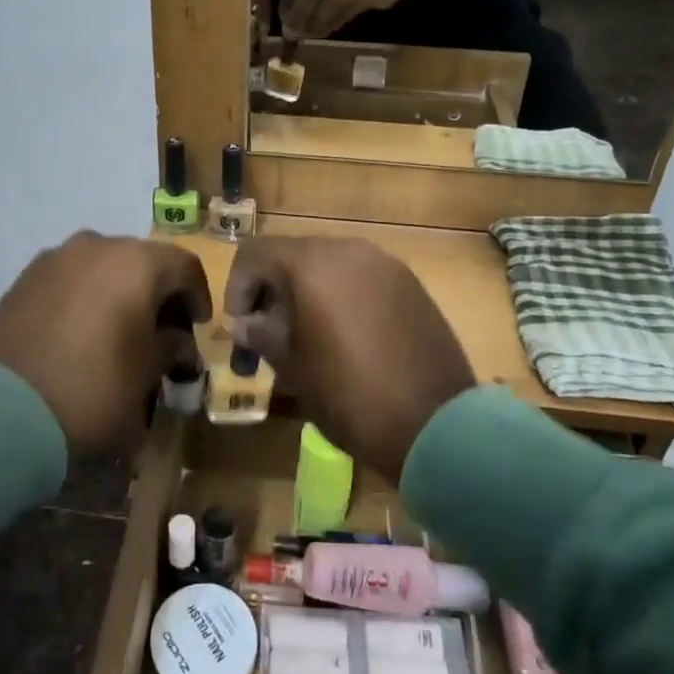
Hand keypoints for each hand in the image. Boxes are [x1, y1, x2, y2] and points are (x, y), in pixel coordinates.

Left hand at [0, 232, 212, 455]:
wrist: (3, 413)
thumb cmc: (94, 388)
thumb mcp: (147, 372)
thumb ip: (170, 346)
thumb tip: (177, 340)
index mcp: (136, 262)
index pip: (184, 265)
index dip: (198, 295)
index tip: (198, 326)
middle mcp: (96, 246)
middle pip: (142, 261)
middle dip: (157, 292)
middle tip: (162, 329)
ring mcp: (54, 259)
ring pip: (102, 266)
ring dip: (118, 291)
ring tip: (117, 329)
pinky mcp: (23, 279)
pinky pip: (69, 279)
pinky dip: (84, 296)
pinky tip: (80, 331)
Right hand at [224, 237, 474, 481]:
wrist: (436, 424)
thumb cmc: (349, 395)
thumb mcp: (293, 367)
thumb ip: (263, 335)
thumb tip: (246, 324)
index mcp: (311, 264)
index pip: (255, 254)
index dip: (237, 287)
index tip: (240, 328)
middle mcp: (348, 250)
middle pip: (293, 255)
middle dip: (272, 290)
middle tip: (268, 334)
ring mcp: (385, 264)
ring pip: (329, 264)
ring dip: (307, 291)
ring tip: (306, 336)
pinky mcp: (410, 284)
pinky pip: (361, 278)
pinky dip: (341, 296)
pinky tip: (346, 336)